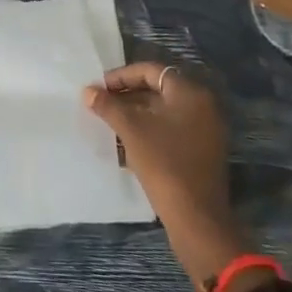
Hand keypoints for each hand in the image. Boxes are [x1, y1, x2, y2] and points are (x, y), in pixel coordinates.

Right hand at [85, 62, 244, 285]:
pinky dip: (149, 132)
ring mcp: (204, 131)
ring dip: (135, 115)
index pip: (150, 71)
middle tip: (101, 104)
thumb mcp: (131, 130)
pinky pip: (171, 132)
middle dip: (127, 97)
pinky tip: (125, 145)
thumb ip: (108, 106)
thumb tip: (87, 91)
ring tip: (109, 123)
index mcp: (190, 93)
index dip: (121, 76)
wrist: (197, 220)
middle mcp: (202, 106)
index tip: (99, 87)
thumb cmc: (164, 164)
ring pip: (163, 113)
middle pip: (157, 90)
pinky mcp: (201, 153)